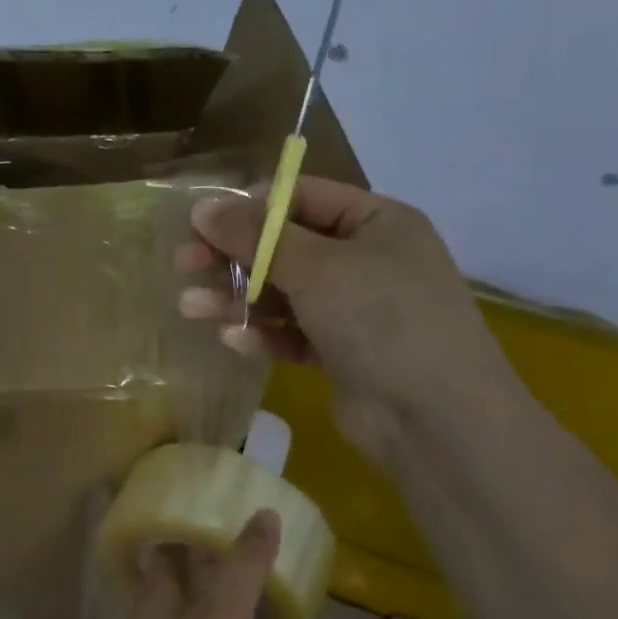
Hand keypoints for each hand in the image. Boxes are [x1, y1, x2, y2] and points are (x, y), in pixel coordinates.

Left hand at [105, 510, 278, 618]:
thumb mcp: (224, 618)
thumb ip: (244, 566)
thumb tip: (263, 513)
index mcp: (155, 592)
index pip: (170, 542)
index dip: (195, 523)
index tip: (232, 508)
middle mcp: (153, 617)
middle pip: (185, 575)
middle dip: (218, 560)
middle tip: (264, 546)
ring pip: (197, 610)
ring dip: (227, 597)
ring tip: (270, 587)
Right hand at [175, 176, 515, 456]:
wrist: (435, 420)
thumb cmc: (382, 321)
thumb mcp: (318, 269)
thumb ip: (257, 237)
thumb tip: (203, 207)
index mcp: (376, 223)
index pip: (302, 198)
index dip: (250, 208)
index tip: (202, 223)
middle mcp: (366, 260)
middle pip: (285, 247)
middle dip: (233, 257)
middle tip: (182, 264)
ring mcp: (354, 310)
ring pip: (283, 294)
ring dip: (237, 299)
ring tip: (190, 308)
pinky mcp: (341, 353)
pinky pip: (293, 333)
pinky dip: (263, 335)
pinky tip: (231, 340)